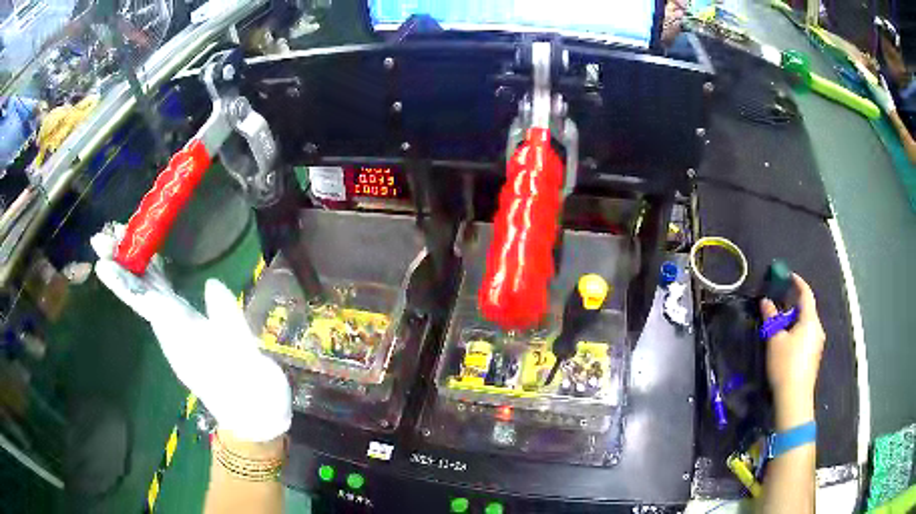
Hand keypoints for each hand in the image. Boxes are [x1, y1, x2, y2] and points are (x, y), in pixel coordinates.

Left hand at [91, 224, 291, 441]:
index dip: (123, 281)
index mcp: (182, 333)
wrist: (254, 416)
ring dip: (131, 264)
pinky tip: (150, 259)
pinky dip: (152, 273)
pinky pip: (163, 295)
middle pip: (139, 292)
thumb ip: (228, 322)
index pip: (145, 303)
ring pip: (148, 291)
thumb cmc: (250, 392)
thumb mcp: (245, 359)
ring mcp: (178, 329)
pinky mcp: (188, 328)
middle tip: (101, 235)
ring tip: (118, 236)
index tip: (101, 263)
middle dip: (119, 263)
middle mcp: (172, 328)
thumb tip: (213, 284)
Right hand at [760, 274, 825, 430]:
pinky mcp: (814, 357)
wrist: (794, 399)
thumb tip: (765, 301)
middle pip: (807, 309)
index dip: (798, 282)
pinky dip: (797, 332)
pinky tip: (787, 342)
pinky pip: (807, 335)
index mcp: (810, 320)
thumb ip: (771, 318)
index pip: (806, 294)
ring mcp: (817, 344)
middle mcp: (817, 328)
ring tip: (780, 324)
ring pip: (807, 324)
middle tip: (779, 304)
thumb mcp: (775, 340)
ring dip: (795, 320)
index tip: (788, 276)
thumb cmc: (785, 365)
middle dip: (793, 304)